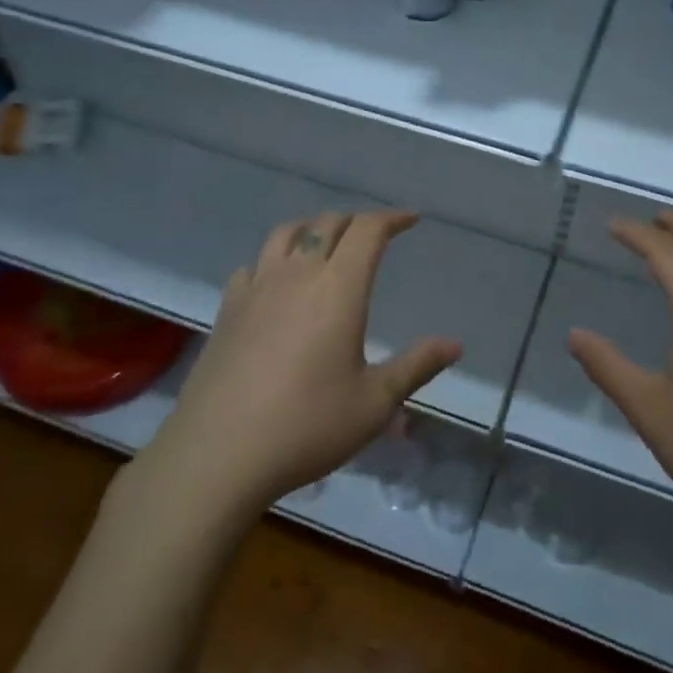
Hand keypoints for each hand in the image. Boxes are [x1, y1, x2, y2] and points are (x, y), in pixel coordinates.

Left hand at [139, 210, 461, 517]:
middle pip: (327, 224)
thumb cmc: (307, 426)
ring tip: (325, 243)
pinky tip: (275, 282)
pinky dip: (273, 260)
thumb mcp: (374, 402)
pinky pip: (253, 265)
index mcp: (338, 288)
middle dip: (356, 221)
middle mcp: (297, 274)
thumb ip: (416, 366)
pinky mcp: (227, 310)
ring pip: (285, 234)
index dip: (391, 218)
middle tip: (374, 235)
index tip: (410, 219)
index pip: (367, 230)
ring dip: (312, 228)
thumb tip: (455, 344)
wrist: (218, 453)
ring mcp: (256, 289)